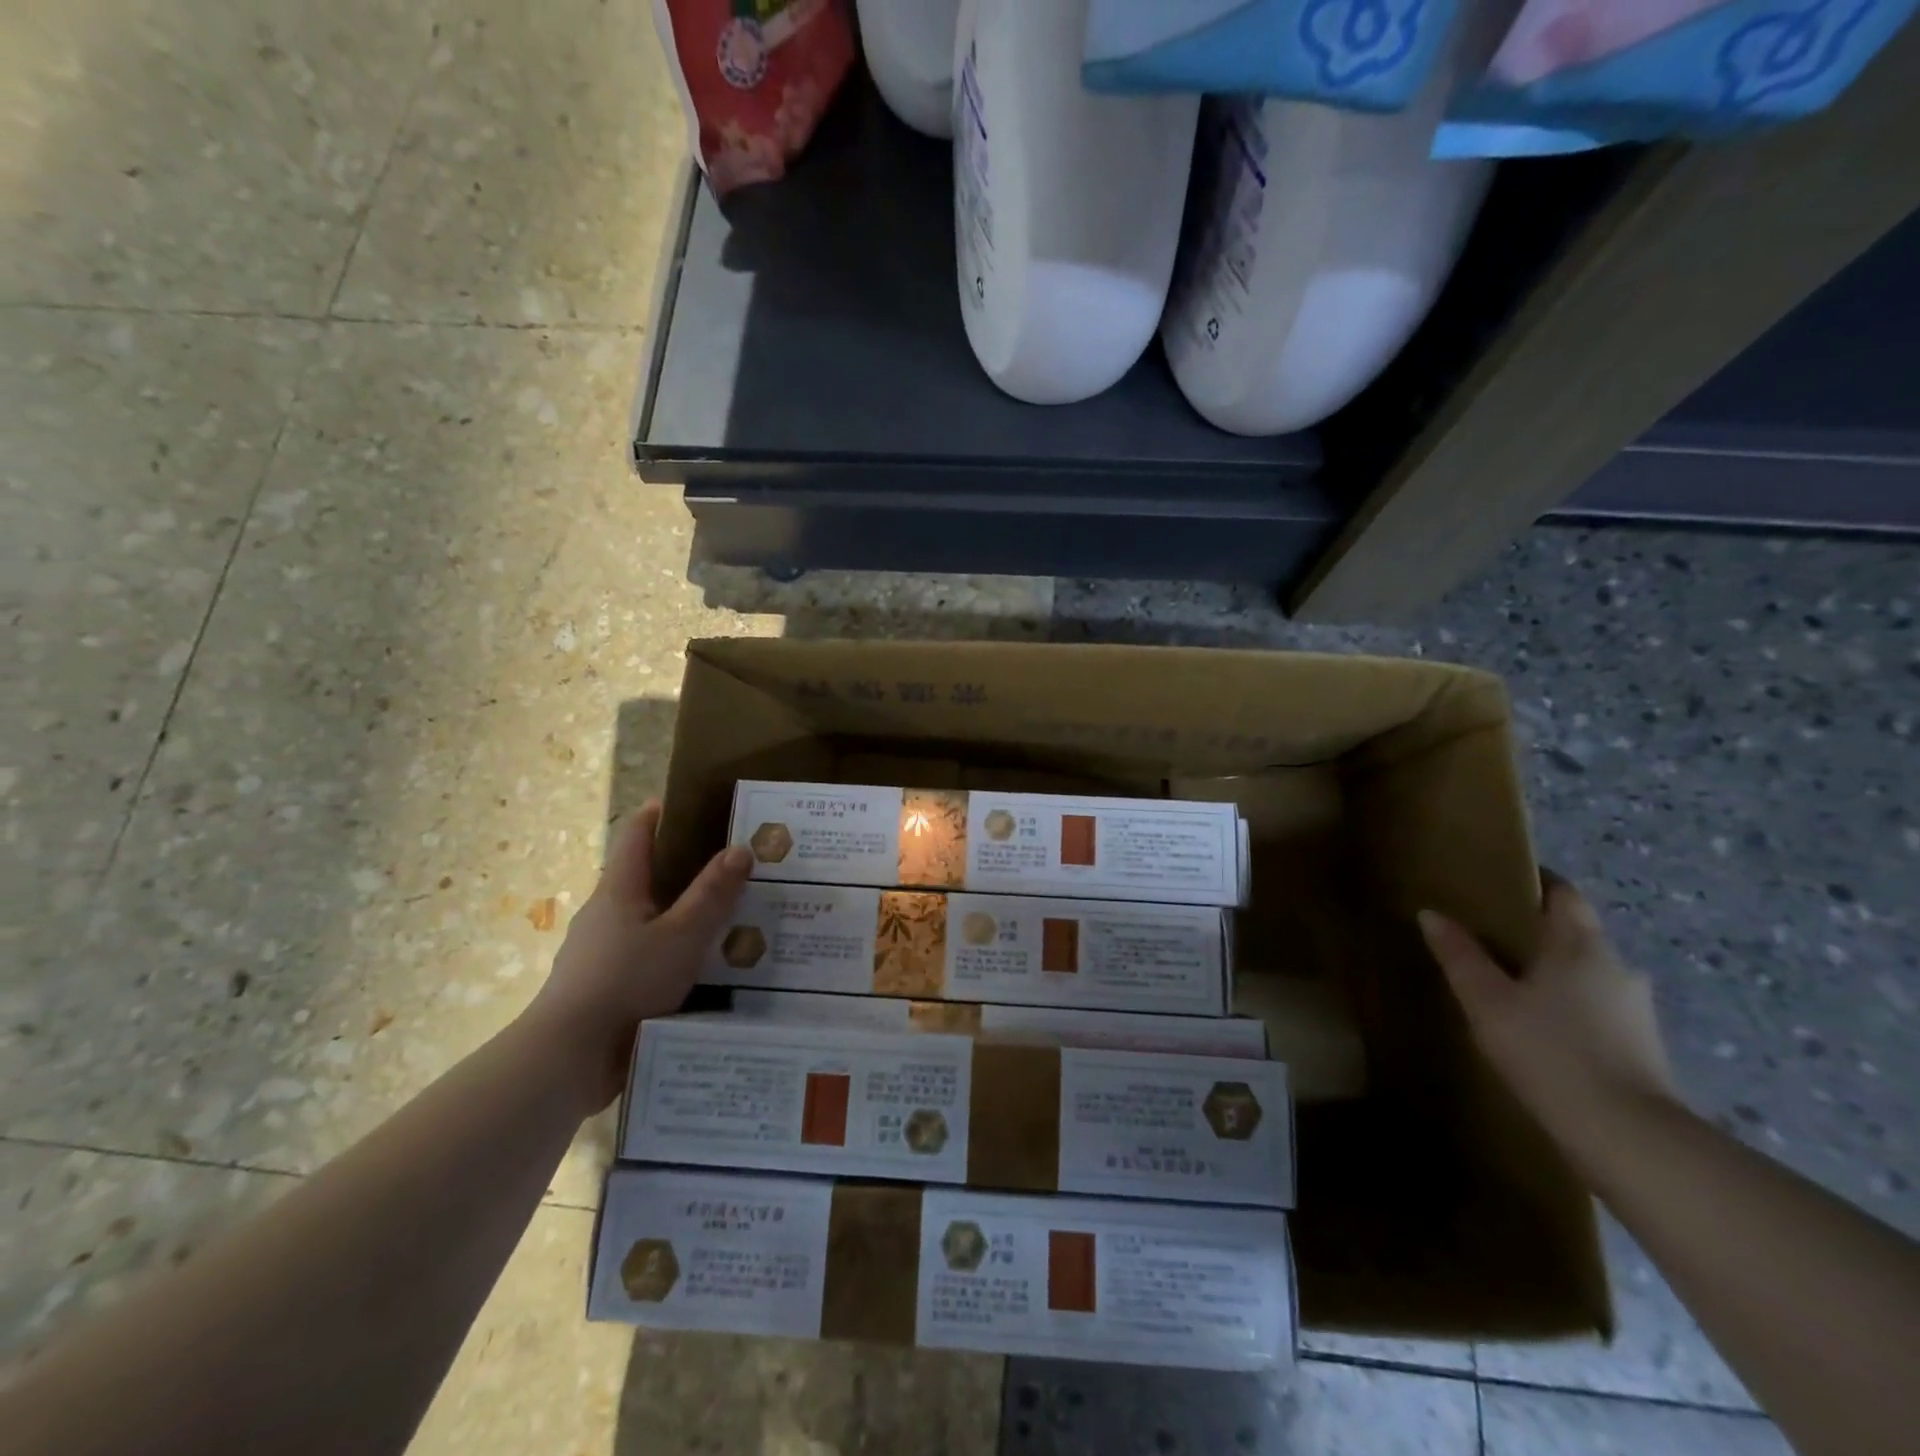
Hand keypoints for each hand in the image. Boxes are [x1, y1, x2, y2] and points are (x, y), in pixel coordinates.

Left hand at [524, 802, 751, 1111]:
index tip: (691, 803)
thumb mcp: (682, 936)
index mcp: (619, 890)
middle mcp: (604, 913)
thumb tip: (740, 848)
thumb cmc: (626, 983)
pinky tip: (699, 968)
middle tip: (730, 868)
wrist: (567, 1060)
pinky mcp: (602, 987)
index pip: (637, 834)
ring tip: (725, 921)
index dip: (660, 814)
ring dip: (679, 915)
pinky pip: (643, 956)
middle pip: (644, 877)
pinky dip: (670, 951)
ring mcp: (598, 952)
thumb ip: (712, 893)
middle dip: (683, 868)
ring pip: (645, 920)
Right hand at [1418, 874, 1680, 1170]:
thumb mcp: (1487, 1001)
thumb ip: (1459, 955)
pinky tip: (1542, 1026)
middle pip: (1576, 932)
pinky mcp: (1642, 1045)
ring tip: (1511, 985)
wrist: (1628, 1136)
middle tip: (1491, 936)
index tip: (1499, 884)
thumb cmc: (1550, 1051)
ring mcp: (1636, 1008)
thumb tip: (1431, 913)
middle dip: (1538, 931)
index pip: (1564, 895)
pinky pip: (1598, 1007)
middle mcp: (1617, 966)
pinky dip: (1570, 1005)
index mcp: (1580, 944)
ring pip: (1588, 972)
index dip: (1535, 884)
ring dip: (1556, 972)